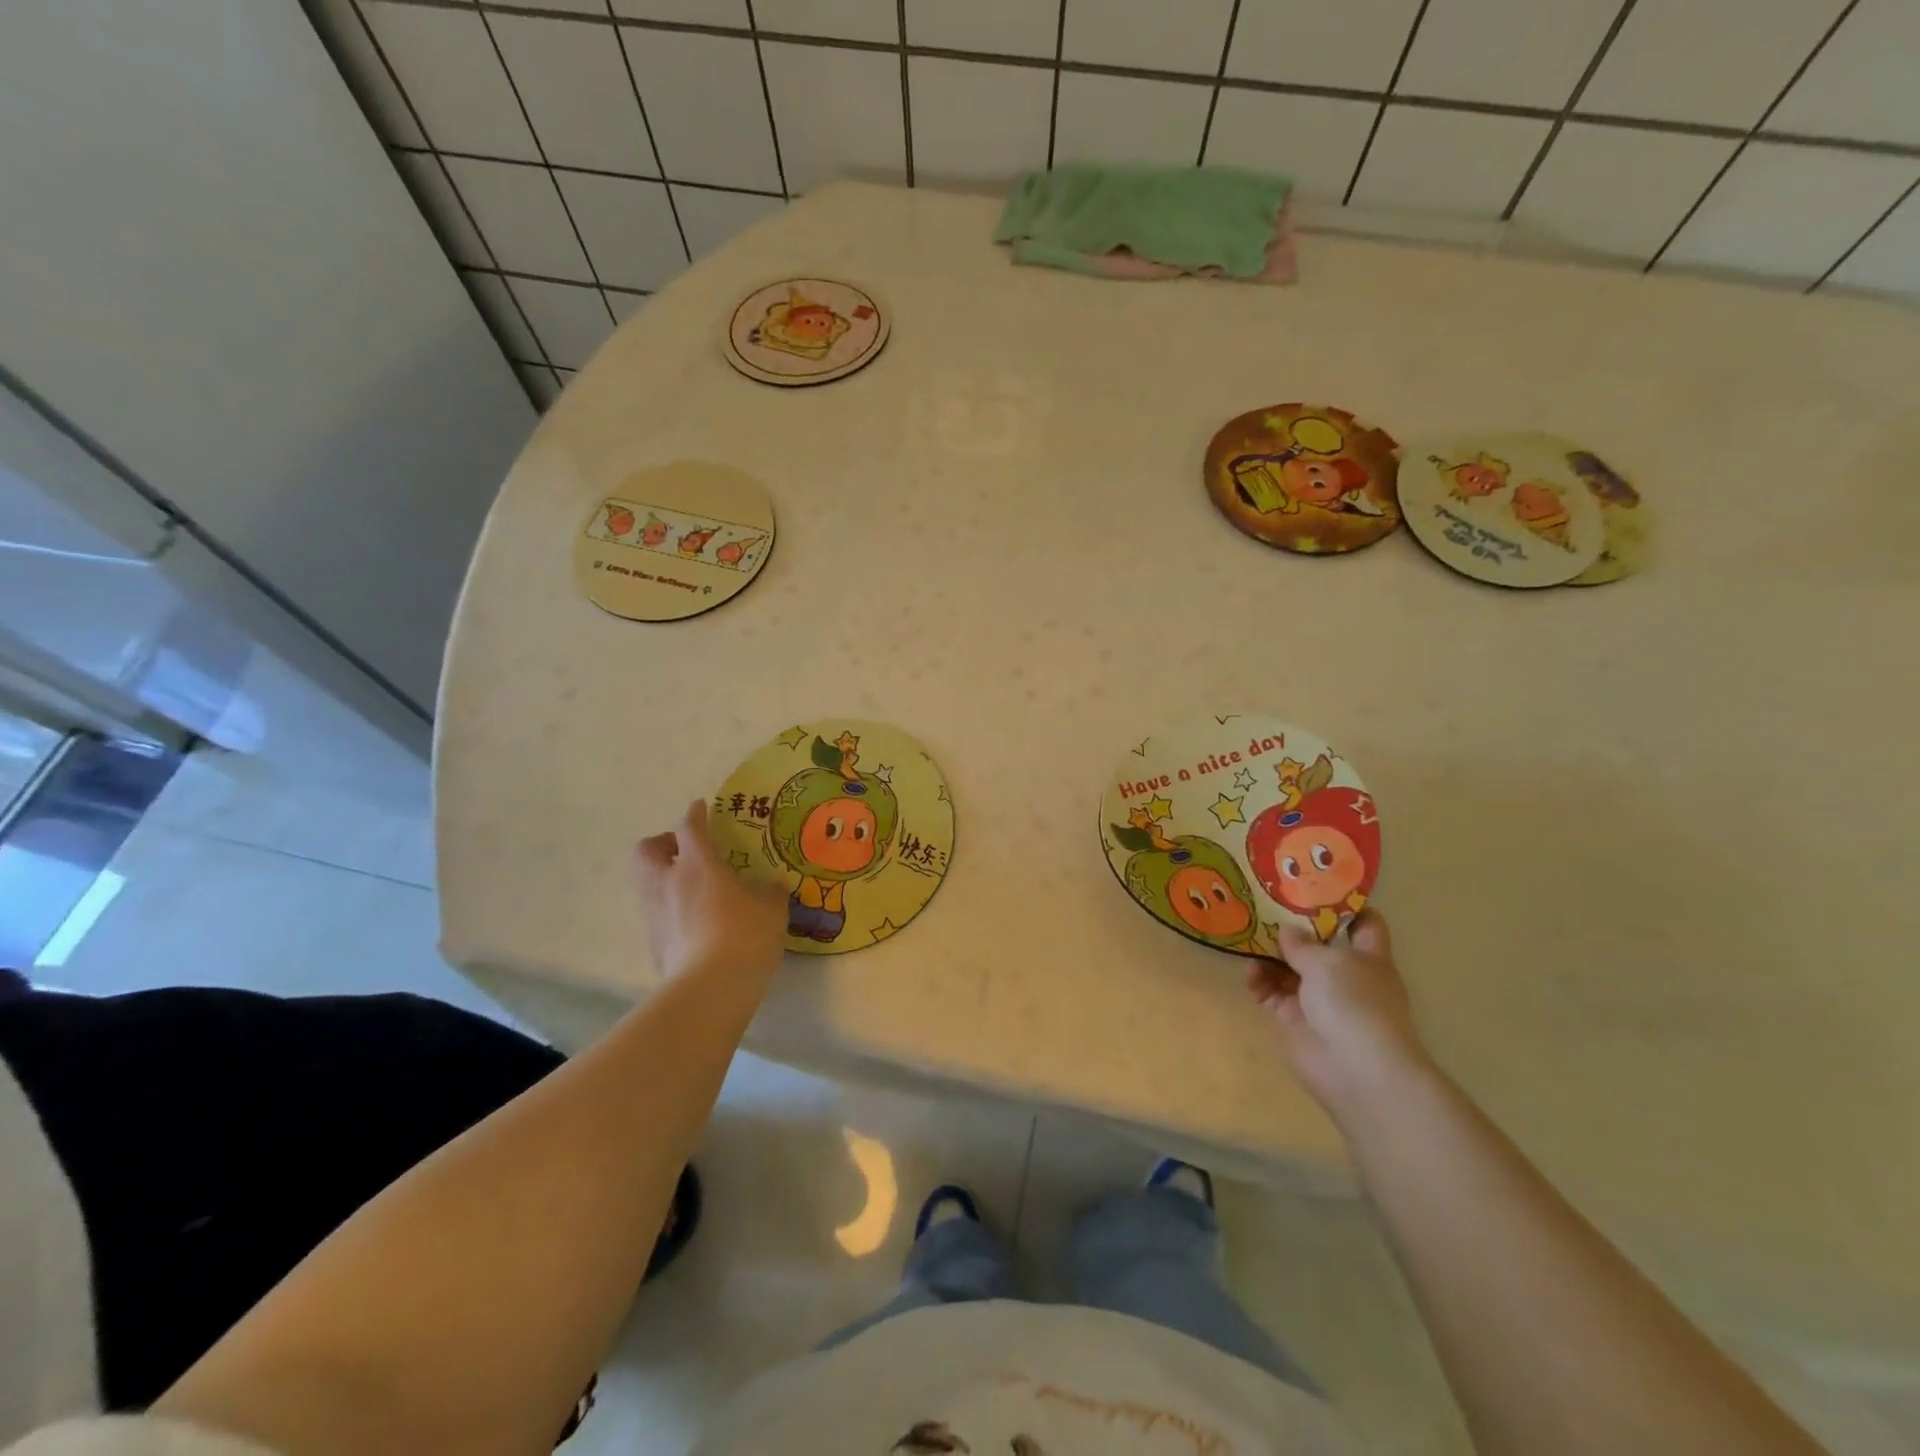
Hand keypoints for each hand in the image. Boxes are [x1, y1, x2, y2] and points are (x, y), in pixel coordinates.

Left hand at [633, 800, 786, 984]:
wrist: (709, 990)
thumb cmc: (744, 935)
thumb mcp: (772, 908)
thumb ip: (769, 891)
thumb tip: (770, 885)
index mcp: (698, 864)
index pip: (689, 827)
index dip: (695, 814)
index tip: (701, 808)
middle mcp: (668, 882)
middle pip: (647, 850)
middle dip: (663, 844)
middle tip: (686, 851)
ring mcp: (655, 914)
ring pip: (646, 882)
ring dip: (663, 877)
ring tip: (691, 888)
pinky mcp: (653, 943)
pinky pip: (656, 914)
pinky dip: (670, 910)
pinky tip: (695, 922)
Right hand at [1247, 910, 1431, 1119]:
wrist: (1355, 1068)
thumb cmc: (1354, 1002)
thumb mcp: (1328, 961)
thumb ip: (1302, 943)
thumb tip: (1286, 931)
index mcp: (1367, 957)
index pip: (1363, 924)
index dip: (1344, 905)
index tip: (1314, 886)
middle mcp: (1345, 976)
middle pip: (1317, 945)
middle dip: (1292, 928)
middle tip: (1261, 906)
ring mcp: (1318, 999)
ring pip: (1289, 968)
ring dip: (1269, 954)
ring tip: (1247, 937)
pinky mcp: (1294, 1019)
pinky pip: (1271, 993)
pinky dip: (1260, 982)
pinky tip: (1249, 972)